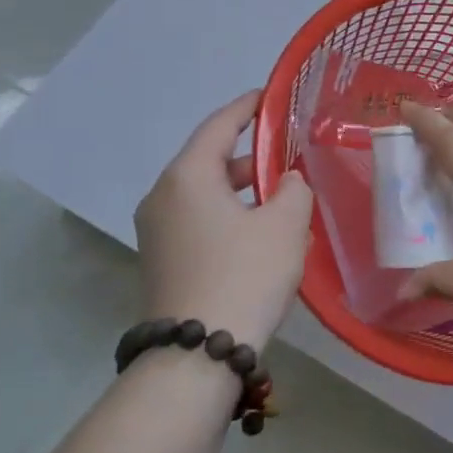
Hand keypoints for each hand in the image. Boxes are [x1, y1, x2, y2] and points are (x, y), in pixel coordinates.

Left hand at [133, 92, 313, 349]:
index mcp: (188, 176)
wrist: (196, 356)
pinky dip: (231, 217)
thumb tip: (287, 183)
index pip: (218, 126)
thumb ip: (295, 190)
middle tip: (290, 157)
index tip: (268, 95)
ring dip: (245, 193)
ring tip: (286, 203)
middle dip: (253, 158)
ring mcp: (158, 232)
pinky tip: (264, 238)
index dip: (246, 107)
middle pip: (211, 161)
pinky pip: (200, 222)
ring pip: (207, 195)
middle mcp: (163, 197)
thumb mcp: (285, 225)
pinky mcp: (163, 260)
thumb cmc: (244, 275)